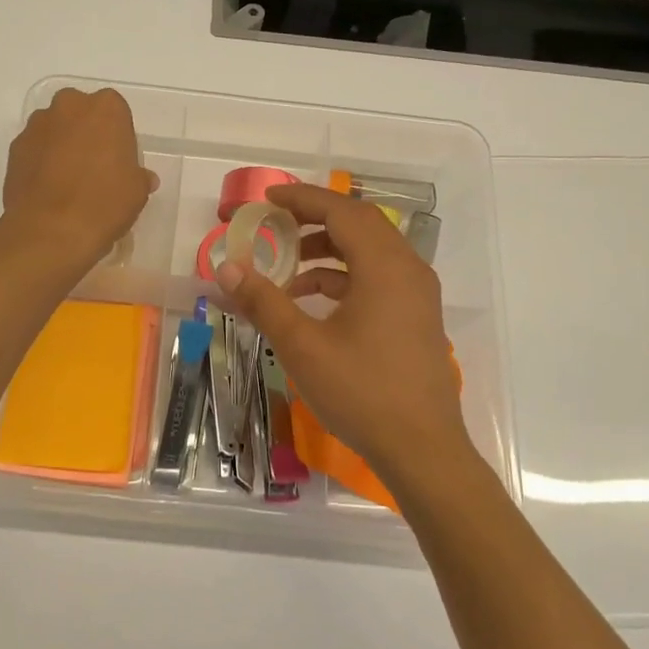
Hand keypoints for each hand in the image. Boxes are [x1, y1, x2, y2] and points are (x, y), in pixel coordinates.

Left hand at [1, 87, 156, 272]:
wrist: (50, 231)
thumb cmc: (104, 203)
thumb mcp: (136, 192)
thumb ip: (138, 176)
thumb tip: (141, 178)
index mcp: (106, 108)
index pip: (116, 112)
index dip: (118, 137)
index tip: (119, 161)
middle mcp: (69, 106)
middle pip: (81, 112)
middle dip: (87, 132)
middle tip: (94, 166)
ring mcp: (37, 125)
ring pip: (55, 129)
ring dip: (62, 145)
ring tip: (68, 181)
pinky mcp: (14, 148)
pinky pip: (35, 149)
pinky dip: (41, 161)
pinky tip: (49, 190)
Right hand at [213, 184, 475, 495]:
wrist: (422, 449)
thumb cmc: (362, 392)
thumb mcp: (302, 346)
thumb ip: (263, 301)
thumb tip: (227, 268)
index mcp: (384, 266)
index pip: (341, 210)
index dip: (301, 198)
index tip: (267, 199)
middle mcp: (407, 269)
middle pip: (358, 224)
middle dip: (313, 219)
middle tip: (274, 224)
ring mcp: (416, 293)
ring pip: (369, 251)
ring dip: (327, 250)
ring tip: (287, 267)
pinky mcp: (416, 315)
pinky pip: (378, 277)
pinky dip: (343, 276)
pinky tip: (311, 301)